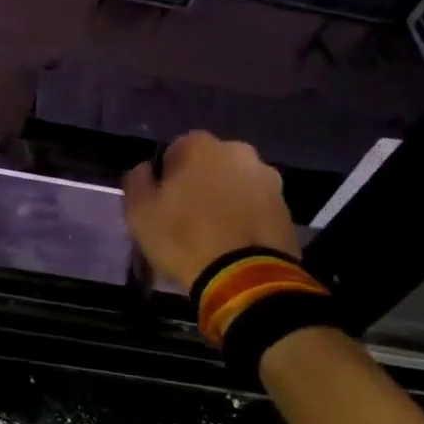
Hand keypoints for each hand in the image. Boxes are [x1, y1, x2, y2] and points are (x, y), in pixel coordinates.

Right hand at [122, 130, 300, 288]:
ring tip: (211, 235)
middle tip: (185, 217)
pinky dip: (244, 219)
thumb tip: (146, 170)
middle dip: (198, 184)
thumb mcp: (138, 211)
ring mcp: (268, 179)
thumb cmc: (183, 237)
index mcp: (200, 145)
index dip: (165, 178)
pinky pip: (255, 208)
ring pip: (235, 185)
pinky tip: (232, 244)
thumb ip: (137, 181)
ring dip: (224, 201)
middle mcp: (238, 151)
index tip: (160, 203)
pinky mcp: (286, 208)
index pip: (173, 151)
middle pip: (208, 166)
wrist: (245, 278)